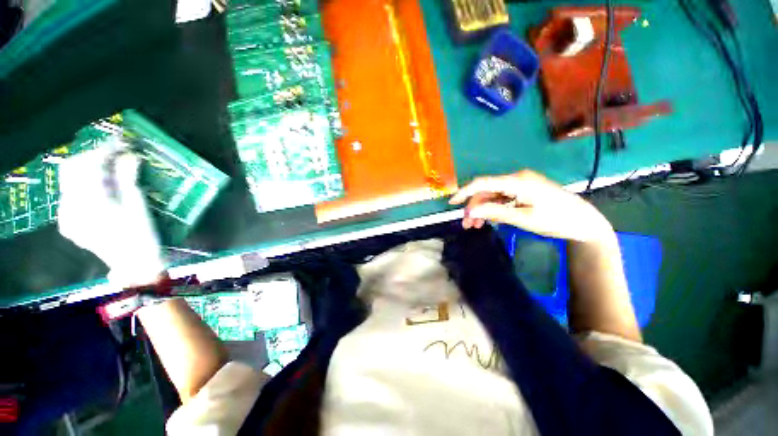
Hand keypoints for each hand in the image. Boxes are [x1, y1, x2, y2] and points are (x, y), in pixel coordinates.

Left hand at [58, 146, 164, 287]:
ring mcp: (66, 215)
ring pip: (70, 180)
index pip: (91, 165)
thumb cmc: (141, 235)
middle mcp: (71, 207)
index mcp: (91, 203)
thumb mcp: (138, 205)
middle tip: (115, 152)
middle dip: (93, 156)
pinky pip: (70, 193)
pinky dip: (83, 183)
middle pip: (73, 169)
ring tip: (108, 165)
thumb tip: (129, 154)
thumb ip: (128, 177)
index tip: (122, 141)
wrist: (133, 263)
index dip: (106, 149)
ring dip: (88, 168)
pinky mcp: (67, 220)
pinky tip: (99, 184)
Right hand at [450, 170, 614, 242]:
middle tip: (467, 225)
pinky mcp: (523, 192)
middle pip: (486, 191)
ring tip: (475, 226)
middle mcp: (516, 179)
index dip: (465, 191)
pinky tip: (488, 220)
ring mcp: (520, 185)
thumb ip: (495, 212)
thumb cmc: (556, 220)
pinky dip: (492, 209)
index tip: (451, 202)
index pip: (483, 183)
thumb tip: (470, 210)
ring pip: (492, 196)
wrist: (584, 222)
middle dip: (474, 207)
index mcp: (517, 181)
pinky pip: (501, 199)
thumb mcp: (524, 218)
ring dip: (482, 210)